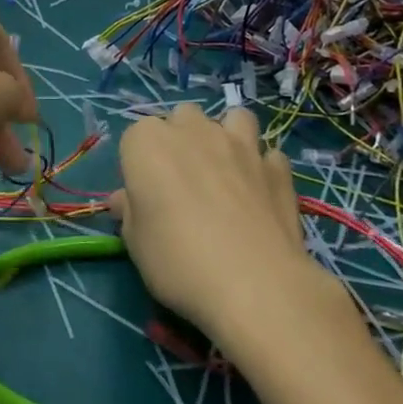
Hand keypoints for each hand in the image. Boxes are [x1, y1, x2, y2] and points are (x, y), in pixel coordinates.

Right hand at [110, 105, 330, 334]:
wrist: (254, 285)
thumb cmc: (178, 260)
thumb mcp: (136, 243)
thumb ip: (130, 212)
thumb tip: (125, 200)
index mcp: (148, 142)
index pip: (134, 137)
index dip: (139, 165)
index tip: (143, 195)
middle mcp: (193, 131)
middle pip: (182, 118)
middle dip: (181, 139)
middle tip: (182, 181)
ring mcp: (240, 145)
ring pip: (232, 119)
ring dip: (227, 136)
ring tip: (225, 169)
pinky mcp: (278, 168)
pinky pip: (268, 155)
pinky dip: (263, 167)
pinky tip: (260, 191)